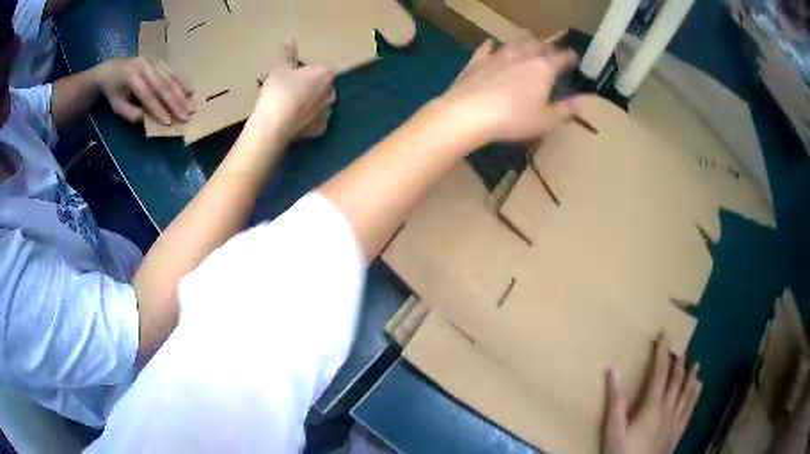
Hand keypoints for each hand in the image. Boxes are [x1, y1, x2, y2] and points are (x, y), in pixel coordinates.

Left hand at [95, 57, 194, 124]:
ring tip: (191, 106)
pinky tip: (190, 91)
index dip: (158, 109)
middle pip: (162, 84)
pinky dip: (182, 82)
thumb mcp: (117, 105)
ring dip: (182, 93)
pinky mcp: (159, 59)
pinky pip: (172, 71)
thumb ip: (130, 113)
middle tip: (187, 115)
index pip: (147, 95)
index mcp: (131, 76)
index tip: (169, 122)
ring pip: (170, 77)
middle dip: (176, 101)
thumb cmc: (113, 91)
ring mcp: (153, 60)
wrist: (111, 69)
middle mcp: (144, 65)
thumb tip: (147, 120)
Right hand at [250, 41, 335, 142]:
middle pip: (322, 86)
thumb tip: (290, 39)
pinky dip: (307, 120)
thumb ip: (288, 55)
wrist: (274, 126)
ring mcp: (327, 113)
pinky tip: (294, 120)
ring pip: (320, 103)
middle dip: (310, 86)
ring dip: (310, 103)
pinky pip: (315, 121)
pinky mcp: (319, 130)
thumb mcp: (280, 69)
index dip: (305, 71)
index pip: (319, 68)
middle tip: (289, 89)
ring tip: (290, 106)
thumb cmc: (278, 92)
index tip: (291, 75)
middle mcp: (331, 93)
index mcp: (325, 75)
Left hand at [436, 37, 579, 146]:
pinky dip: (492, 46)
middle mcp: (523, 55)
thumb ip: (565, 110)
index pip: (563, 57)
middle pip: (540, 44)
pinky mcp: (477, 60)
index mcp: (544, 67)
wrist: (468, 113)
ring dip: (525, 42)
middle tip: (551, 53)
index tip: (574, 59)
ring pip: (516, 41)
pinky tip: (491, 45)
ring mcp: (498, 55)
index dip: (571, 57)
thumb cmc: (513, 119)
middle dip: (548, 47)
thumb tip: (580, 101)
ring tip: (529, 44)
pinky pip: (487, 48)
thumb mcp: (545, 121)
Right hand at [601, 336, 702, 453]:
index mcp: (653, 405)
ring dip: (691, 377)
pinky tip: (699, 389)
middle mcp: (668, 408)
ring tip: (696, 364)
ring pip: (687, 393)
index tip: (665, 334)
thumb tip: (613, 368)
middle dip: (678, 362)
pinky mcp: (678, 432)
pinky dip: (695, 396)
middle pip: (676, 380)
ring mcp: (675, 420)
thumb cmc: (622, 452)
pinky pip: (690, 409)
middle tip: (681, 346)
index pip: (660, 372)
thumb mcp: (613, 429)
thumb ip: (615, 400)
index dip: (662, 352)